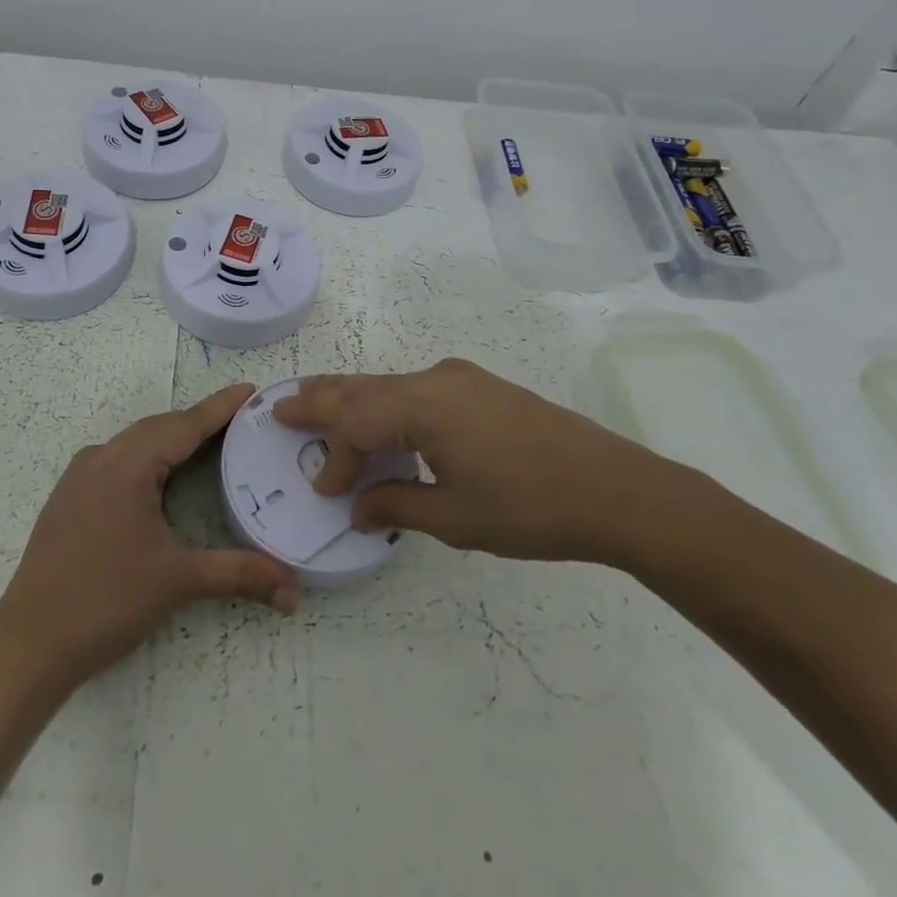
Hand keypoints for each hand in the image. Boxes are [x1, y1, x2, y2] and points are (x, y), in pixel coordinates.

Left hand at [0, 384, 300, 687]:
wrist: (28, 645)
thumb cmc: (105, 601)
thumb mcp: (178, 581)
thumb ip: (239, 575)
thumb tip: (295, 591)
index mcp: (128, 464)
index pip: (185, 425)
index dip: (220, 407)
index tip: (251, 389)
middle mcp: (102, 457)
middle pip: (160, 427)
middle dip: (200, 421)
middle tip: (241, 420)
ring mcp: (80, 476)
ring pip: (137, 442)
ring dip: (173, 438)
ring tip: (210, 442)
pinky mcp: (69, 497)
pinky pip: (118, 459)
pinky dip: (149, 456)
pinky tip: (162, 475)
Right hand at [272, 358, 694, 568]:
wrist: (614, 488)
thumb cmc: (530, 508)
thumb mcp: (456, 517)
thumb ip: (397, 506)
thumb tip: (358, 506)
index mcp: (423, 406)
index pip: (355, 423)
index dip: (332, 454)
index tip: (324, 489)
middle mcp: (435, 380)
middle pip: (364, 386)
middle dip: (322, 398)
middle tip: (282, 404)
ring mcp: (461, 379)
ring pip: (390, 384)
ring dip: (354, 397)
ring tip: (320, 401)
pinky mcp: (482, 387)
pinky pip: (417, 389)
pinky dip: (387, 402)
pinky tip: (384, 419)